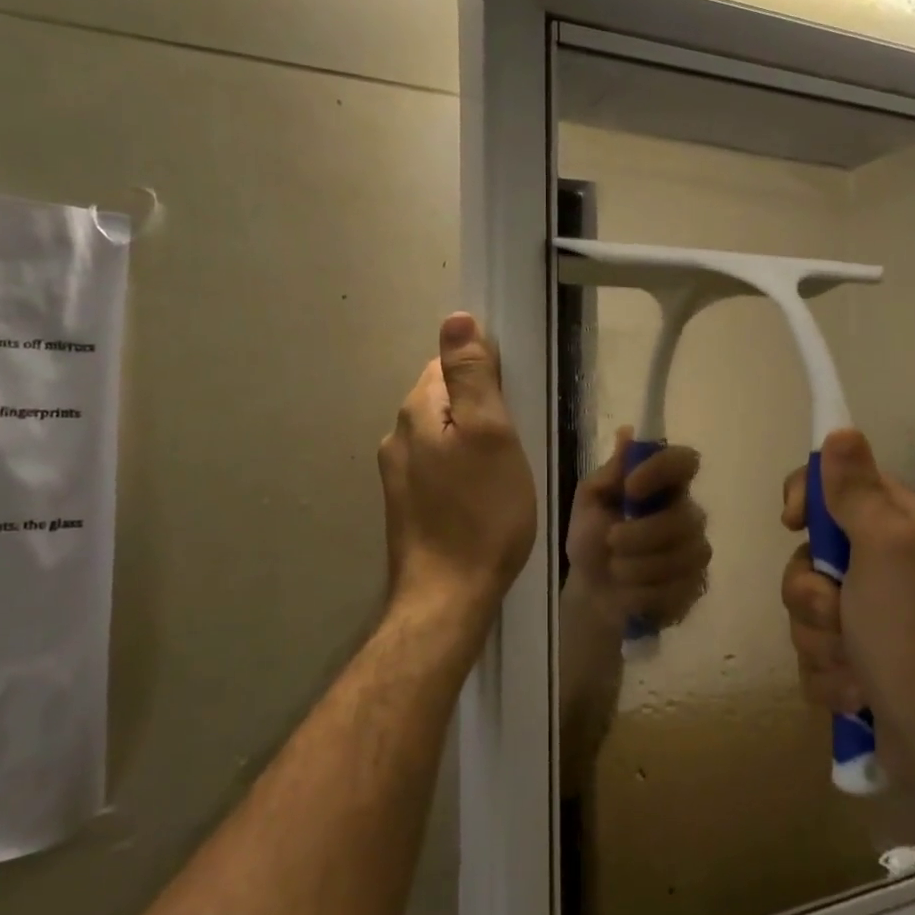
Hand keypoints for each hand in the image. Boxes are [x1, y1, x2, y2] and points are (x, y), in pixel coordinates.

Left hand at [379, 313, 537, 611]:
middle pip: (443, 398)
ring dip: (471, 440)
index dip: (485, 373)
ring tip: (504, 469)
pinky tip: (482, 494)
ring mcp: (397, 474)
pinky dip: (461, 469)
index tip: (515, 402)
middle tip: (516, 440)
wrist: (448, 596)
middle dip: (479, 408)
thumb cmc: (482, 512)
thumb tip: (456, 317)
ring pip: (441, 435)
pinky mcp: (406, 505)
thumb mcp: (490, 434)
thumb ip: (472, 374)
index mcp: (417, 412)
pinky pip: (438, 467)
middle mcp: (398, 436)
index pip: (447, 364)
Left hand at [565, 427, 710, 631]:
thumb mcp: (589, 502)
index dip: (662, 470)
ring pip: (681, 556)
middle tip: (611, 540)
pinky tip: (630, 591)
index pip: (685, 461)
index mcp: (664, 485)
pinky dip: (645, 592)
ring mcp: (696, 551)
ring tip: (615, 569)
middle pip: (683, 517)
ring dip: (638, 566)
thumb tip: (626, 433)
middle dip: (641, 534)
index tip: (630, 488)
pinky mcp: (696, 586)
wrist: (591, 593)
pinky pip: (678, 588)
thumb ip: (609, 472)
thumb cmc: (591, 539)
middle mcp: (689, 513)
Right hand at [780, 429, 914, 784]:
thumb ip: (854, 490)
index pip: (834, 486)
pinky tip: (857, 692)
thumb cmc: (913, 633)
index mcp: (898, 527)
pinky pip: (814, 653)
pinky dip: (829, 675)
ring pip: (806, 609)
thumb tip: (841, 430)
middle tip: (838, 612)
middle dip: (811, 594)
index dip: (806, 500)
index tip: (793, 523)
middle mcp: (886, 566)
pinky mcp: (860, 663)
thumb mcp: (884, 547)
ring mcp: (871, 618)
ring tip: (855, 666)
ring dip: (820, 641)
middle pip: (808, 556)